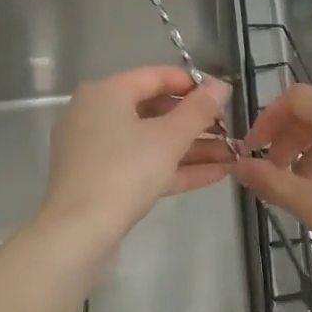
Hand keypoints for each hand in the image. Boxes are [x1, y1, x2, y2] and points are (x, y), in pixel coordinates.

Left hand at [39, 67, 233, 248]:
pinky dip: (176, 168)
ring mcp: (97, 151)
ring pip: (152, 142)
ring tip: (233, 155)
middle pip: (155, 110)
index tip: (224, 96)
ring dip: (193, 148)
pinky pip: (144, 165)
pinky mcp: (102, 181)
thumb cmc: (124, 171)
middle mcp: (97, 116)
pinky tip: (217, 174)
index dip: (193, 84)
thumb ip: (199, 109)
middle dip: (197, 122)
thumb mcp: (169, 137)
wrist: (78, 234)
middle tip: (230, 129)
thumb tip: (221, 85)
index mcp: (106, 94)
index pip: (155, 76)